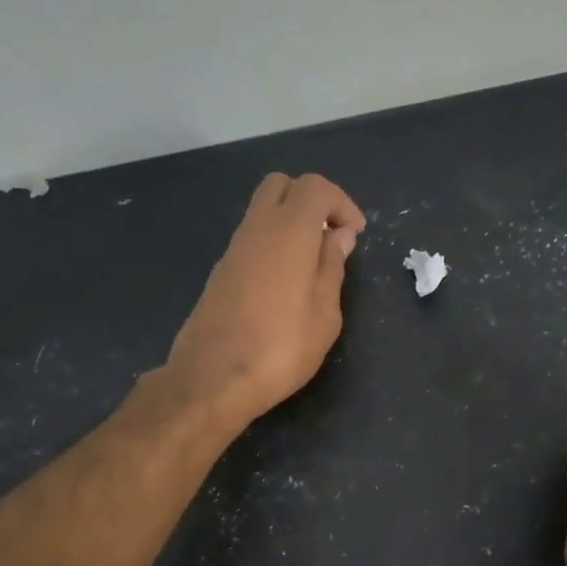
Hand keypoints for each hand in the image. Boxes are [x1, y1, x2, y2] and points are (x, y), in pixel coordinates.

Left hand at [165, 173, 366, 426]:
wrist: (212, 379)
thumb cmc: (281, 348)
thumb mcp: (325, 315)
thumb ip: (332, 268)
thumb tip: (337, 236)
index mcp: (288, 232)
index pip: (314, 187)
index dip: (341, 203)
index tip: (354, 235)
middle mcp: (256, 229)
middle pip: (281, 185)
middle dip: (311, 201)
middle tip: (329, 238)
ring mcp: (233, 249)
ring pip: (262, 211)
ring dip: (290, 224)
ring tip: (312, 266)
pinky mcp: (220, 272)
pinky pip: (251, 239)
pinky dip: (273, 244)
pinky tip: (285, 285)